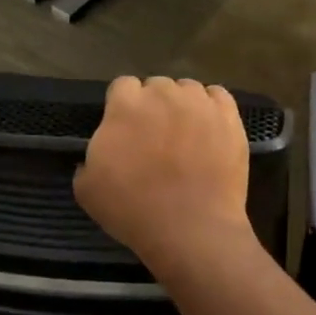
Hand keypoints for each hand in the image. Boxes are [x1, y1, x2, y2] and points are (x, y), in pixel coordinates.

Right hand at [74, 76, 252, 272]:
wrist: (190, 228)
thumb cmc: (133, 209)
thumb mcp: (87, 189)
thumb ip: (89, 159)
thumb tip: (99, 154)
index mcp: (126, 104)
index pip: (122, 86)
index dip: (123, 106)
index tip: (126, 129)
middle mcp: (163, 93)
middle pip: (157, 86)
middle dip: (154, 105)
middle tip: (156, 136)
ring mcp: (200, 103)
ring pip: (188, 90)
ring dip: (184, 105)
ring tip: (186, 134)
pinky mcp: (228, 116)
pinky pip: (218, 97)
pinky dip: (212, 107)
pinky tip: (210, 129)